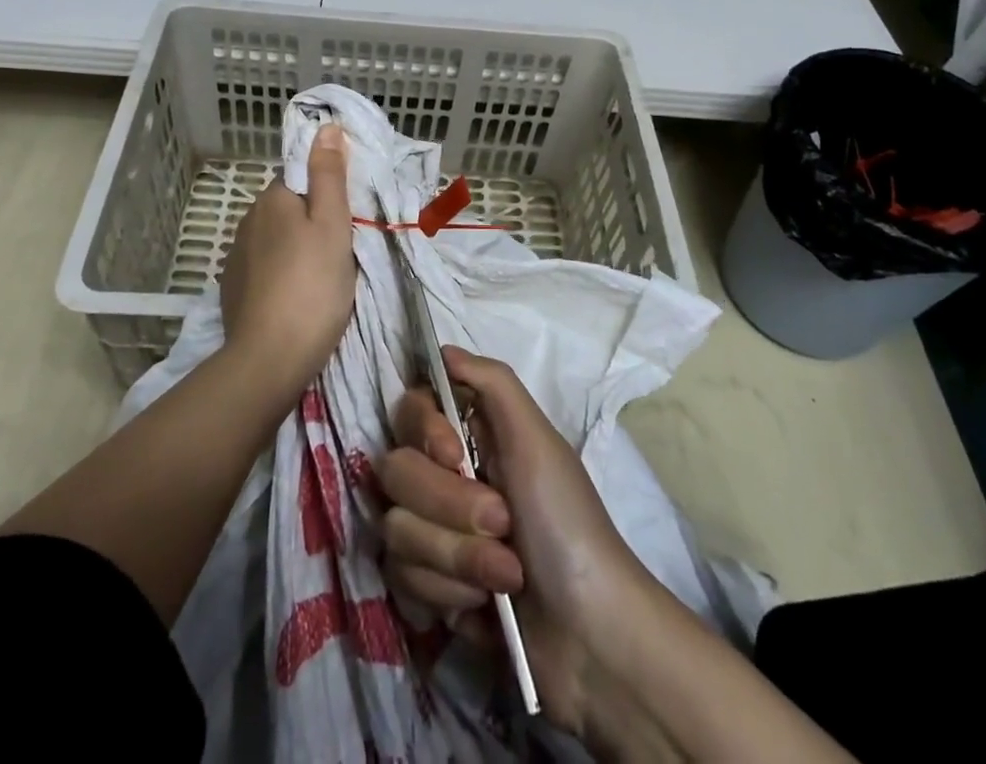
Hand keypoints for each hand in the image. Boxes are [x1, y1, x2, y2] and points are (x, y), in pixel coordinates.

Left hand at [218, 124, 355, 397]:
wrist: (269, 358)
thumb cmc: (312, 285)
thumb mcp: (332, 224)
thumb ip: (329, 174)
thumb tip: (326, 126)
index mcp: (272, 199)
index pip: (300, 178)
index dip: (325, 194)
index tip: (346, 220)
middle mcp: (248, 220)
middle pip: (288, 208)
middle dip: (311, 222)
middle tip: (340, 252)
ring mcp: (236, 257)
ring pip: (275, 239)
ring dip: (295, 249)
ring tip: (321, 279)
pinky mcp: (232, 289)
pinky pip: (263, 268)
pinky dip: (280, 275)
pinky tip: (295, 297)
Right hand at [380, 346, 650, 738]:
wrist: (590, 636)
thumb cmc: (566, 523)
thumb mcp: (538, 441)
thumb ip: (493, 383)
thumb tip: (442, 349)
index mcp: (469, 436)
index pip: (409, 409)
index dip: (423, 430)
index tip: (454, 453)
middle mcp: (443, 477)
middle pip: (395, 469)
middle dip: (450, 506)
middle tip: (503, 524)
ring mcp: (432, 533)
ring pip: (396, 527)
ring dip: (456, 556)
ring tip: (505, 574)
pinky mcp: (428, 587)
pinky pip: (402, 577)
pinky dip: (448, 593)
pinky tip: (483, 606)